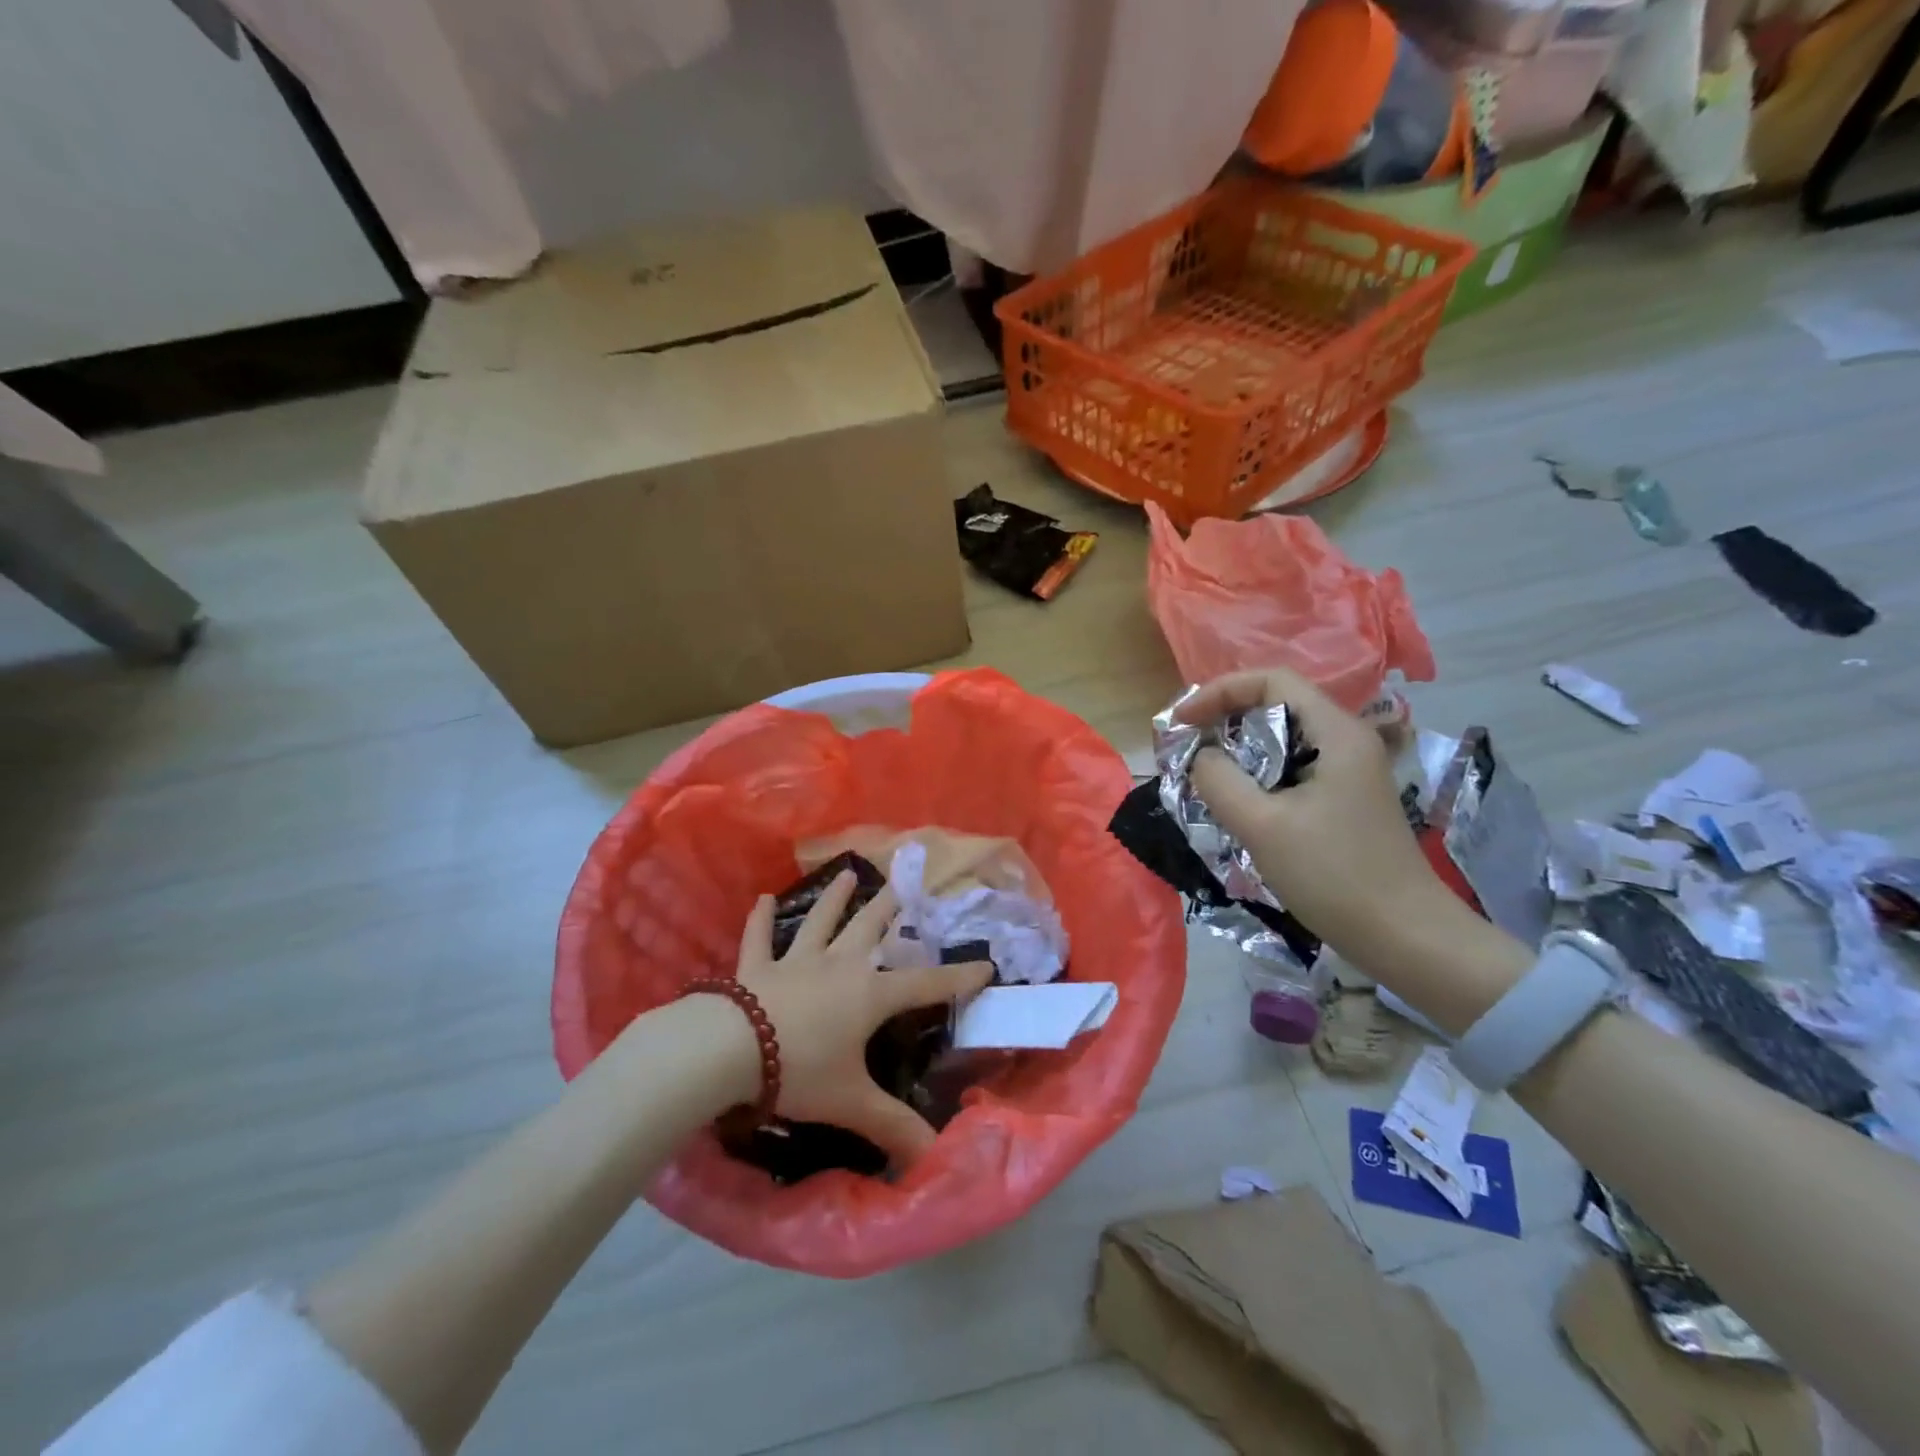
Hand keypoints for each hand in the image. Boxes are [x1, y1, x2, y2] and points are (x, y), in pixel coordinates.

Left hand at [734, 871, 991, 1166]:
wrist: (731, 1050)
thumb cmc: (800, 1071)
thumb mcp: (852, 1102)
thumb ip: (894, 1128)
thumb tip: (935, 1161)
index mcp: (868, 996)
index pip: (924, 985)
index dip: (957, 978)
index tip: (985, 965)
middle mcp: (838, 967)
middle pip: (869, 929)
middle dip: (890, 907)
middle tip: (903, 881)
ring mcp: (795, 962)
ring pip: (820, 922)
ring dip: (834, 898)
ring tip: (848, 873)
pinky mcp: (756, 968)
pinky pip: (759, 938)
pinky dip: (760, 919)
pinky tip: (763, 898)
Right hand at [1177, 666, 1459, 971]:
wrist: (1405, 937)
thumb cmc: (1334, 875)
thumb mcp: (1262, 826)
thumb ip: (1219, 781)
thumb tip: (1200, 757)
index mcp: (1336, 733)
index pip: (1271, 681)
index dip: (1219, 691)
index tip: (1182, 721)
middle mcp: (1346, 741)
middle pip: (1276, 705)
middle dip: (1224, 719)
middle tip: (1186, 748)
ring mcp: (1348, 772)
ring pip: (1282, 740)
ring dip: (1238, 750)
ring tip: (1202, 774)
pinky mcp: (1344, 800)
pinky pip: (1290, 769)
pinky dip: (1256, 774)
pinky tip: (1236, 802)